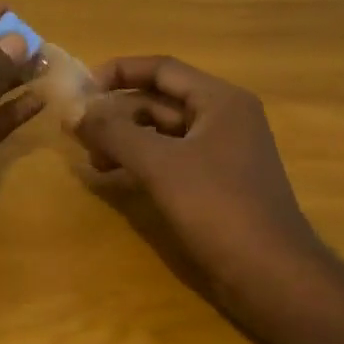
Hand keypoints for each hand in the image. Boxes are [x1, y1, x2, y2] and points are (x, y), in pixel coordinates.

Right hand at [74, 56, 320, 293]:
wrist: (271, 274)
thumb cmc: (218, 207)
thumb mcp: (159, 164)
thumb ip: (113, 132)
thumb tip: (73, 112)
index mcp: (220, 101)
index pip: (162, 69)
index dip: (119, 72)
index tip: (81, 89)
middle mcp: (223, 119)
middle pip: (159, 100)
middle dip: (117, 113)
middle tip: (78, 132)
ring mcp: (221, 153)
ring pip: (162, 133)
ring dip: (125, 139)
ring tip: (93, 161)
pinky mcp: (215, 184)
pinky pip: (170, 159)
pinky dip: (140, 162)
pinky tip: (116, 178)